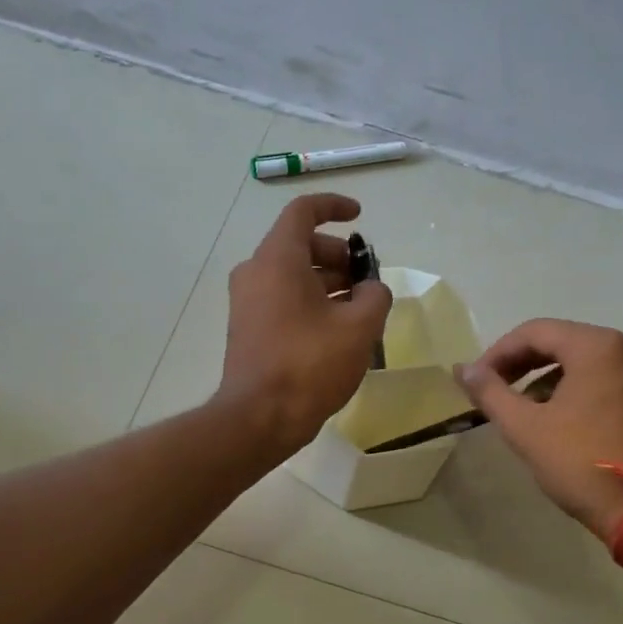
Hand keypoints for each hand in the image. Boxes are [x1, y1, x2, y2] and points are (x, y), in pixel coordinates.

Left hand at [219, 193, 392, 454]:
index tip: (360, 217)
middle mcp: (255, 272)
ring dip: (329, 282)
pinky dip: (311, 301)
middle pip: (300, 245)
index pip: (303, 212)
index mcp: (278, 259)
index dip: (334, 207)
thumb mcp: (359, 327)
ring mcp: (247, 301)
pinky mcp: (248, 327)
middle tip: (368, 280)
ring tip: (361, 309)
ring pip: (293, 275)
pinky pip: (283, 299)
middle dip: (339, 255)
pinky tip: (338, 329)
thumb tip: (371, 289)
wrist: (259, 417)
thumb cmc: (310, 364)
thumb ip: (375, 296)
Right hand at [456, 319, 622, 539]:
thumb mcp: (524, 427)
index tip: (475, 379)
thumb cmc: (581, 463)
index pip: (534, 332)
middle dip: (521, 364)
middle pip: (560, 342)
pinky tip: (554, 416)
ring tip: (520, 407)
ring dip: (545, 377)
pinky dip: (573, 388)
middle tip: (492, 389)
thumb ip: (489, 391)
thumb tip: (462, 369)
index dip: (498, 353)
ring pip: (582, 360)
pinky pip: (603, 377)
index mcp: (597, 346)